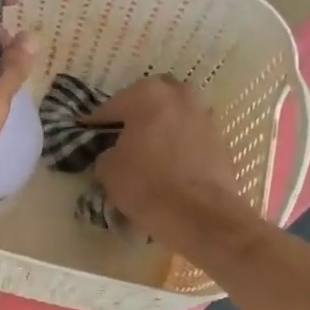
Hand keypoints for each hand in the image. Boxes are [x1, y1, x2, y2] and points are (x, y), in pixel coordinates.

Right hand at [92, 78, 244, 241]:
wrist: (198, 214)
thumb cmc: (145, 184)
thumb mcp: (107, 168)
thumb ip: (107, 150)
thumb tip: (116, 151)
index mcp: (147, 95)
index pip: (111, 106)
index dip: (96, 123)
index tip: (88, 134)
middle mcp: (179, 96)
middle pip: (150, 100)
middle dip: (136, 113)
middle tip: (123, 136)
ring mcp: (204, 116)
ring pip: (175, 115)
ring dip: (161, 126)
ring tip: (150, 150)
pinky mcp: (221, 140)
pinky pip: (191, 136)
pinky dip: (180, 144)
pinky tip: (171, 164)